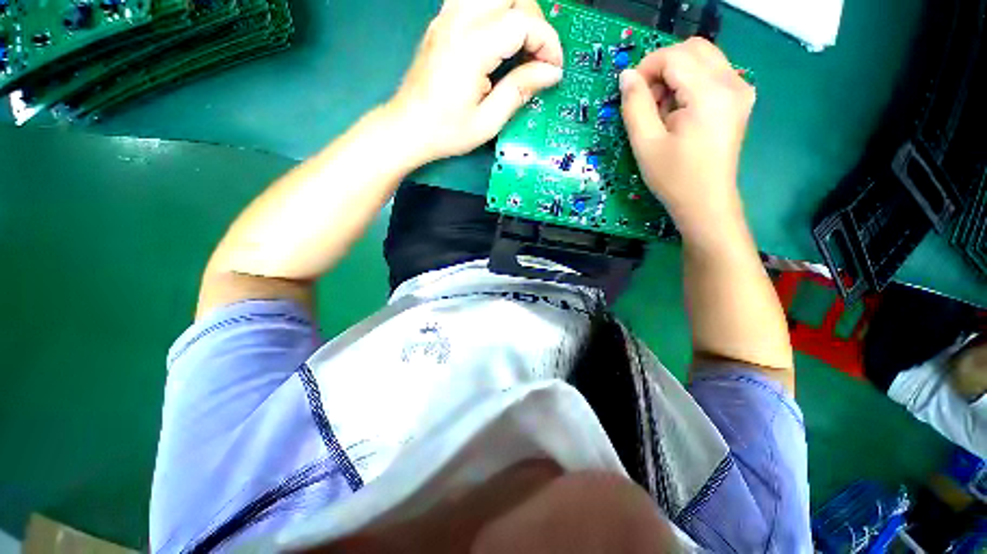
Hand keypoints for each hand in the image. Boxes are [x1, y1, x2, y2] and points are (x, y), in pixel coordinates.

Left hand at [388, 0, 563, 162]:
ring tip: (522, 44)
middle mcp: (458, 21)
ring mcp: (446, 16)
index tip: (553, 69)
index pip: (522, 22)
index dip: (547, 42)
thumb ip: (519, 91)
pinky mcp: (442, 21)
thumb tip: (551, 73)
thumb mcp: (487, 122)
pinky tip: (498, 39)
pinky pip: (475, 0)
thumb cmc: (446, 132)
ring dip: (516, 11)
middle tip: (538, 55)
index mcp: (471, 48)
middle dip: (534, 20)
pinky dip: (496, 12)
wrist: (407, 127)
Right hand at [619, 38, 754, 237]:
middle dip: (662, 67)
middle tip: (647, 101)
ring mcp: (741, 89)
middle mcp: (732, 82)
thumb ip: (634, 105)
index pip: (674, 56)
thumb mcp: (645, 143)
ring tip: (662, 111)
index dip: (646, 68)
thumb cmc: (674, 178)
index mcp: (710, 93)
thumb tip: (627, 76)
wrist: (706, 202)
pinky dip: (690, 83)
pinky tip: (679, 111)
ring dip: (676, 75)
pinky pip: (712, 73)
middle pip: (693, 48)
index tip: (631, 93)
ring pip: (703, 58)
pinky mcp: (740, 99)